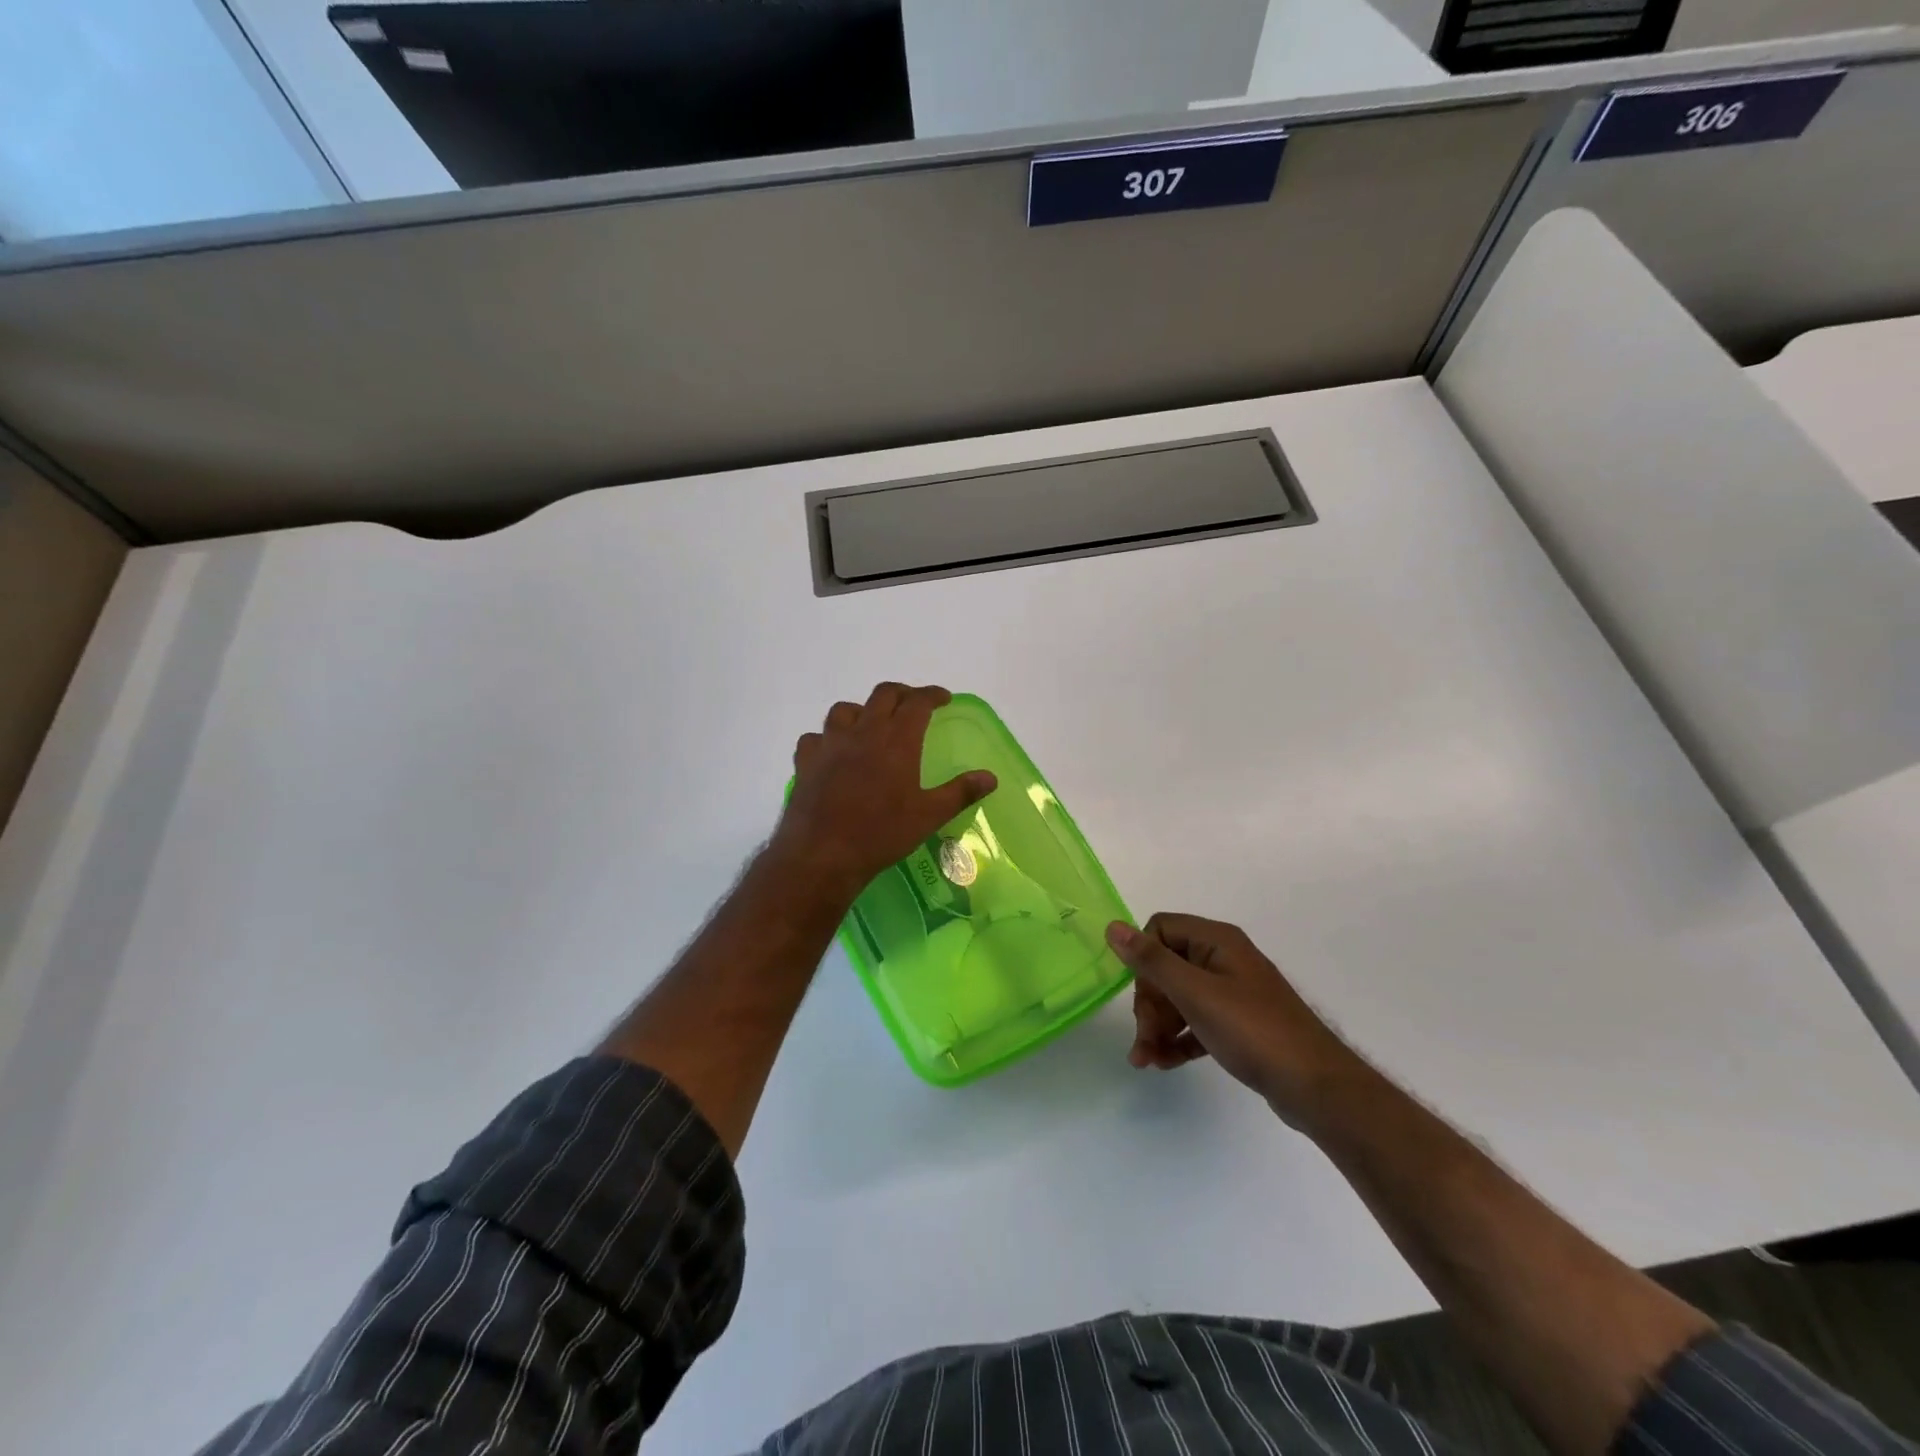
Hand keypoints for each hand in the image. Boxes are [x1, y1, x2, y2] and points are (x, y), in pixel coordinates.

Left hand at [772, 683, 996, 903]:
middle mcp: (863, 731)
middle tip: (913, 705)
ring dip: (862, 710)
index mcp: (897, 740)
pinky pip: (815, 737)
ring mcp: (830, 744)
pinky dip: (828, 738)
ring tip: (871, 724)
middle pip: (883, 695)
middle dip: (901, 694)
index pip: (918, 702)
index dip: (932, 695)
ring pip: (845, 709)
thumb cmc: (881, 833)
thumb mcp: (929, 816)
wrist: (822, 853)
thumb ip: (960, 792)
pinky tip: (833, 752)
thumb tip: (990, 777)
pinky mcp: (806, 761)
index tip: (943, 698)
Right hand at [1106, 913, 1364, 1127]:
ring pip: (1179, 998)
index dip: (1144, 958)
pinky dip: (1178, 1039)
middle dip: (1148, 1003)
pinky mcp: (1239, 1024)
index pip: (1161, 929)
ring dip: (1158, 1026)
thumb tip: (1112, 926)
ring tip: (1146, 1061)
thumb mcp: (1195, 993)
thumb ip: (1151, 960)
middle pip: (1167, 967)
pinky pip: (1196, 1021)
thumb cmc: (1252, 1031)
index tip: (1142, 993)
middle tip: (1144, 1038)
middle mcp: (1224, 959)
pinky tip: (1165, 1063)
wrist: (1316, 1087)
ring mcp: (1233, 992)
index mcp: (1216, 941)